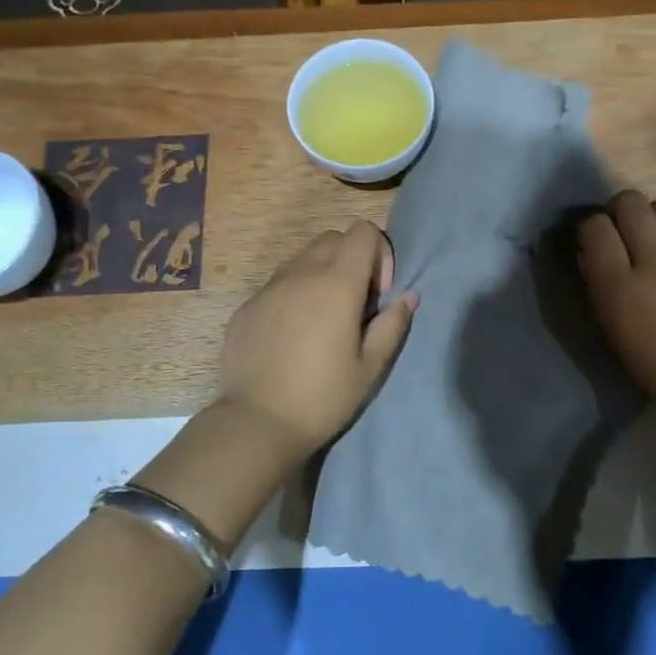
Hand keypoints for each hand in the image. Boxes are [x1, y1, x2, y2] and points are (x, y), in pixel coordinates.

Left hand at [215, 220, 416, 461]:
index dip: (379, 254)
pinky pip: (278, 284)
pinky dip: (294, 295)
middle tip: (354, 305)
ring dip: (321, 275)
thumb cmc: (322, 397)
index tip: (377, 295)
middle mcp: (301, 274)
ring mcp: (269, 288)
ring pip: (302, 259)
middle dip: (351, 260)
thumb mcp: (370, 367)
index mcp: (337, 284)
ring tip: (323, 321)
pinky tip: (292, 338)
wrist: (255, 423)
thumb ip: (393, 325)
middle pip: (333, 238)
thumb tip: (408, 296)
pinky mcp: (247, 306)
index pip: (363, 231)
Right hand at [578, 191, 655, 423]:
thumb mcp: (616, 332)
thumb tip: (590, 254)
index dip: (592, 229)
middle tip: (624, 232)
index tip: (595, 242)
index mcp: (618, 289)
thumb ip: (600, 287)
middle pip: (630, 203)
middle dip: (621, 211)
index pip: (595, 227)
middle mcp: (654, 262)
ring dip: (654, 216)